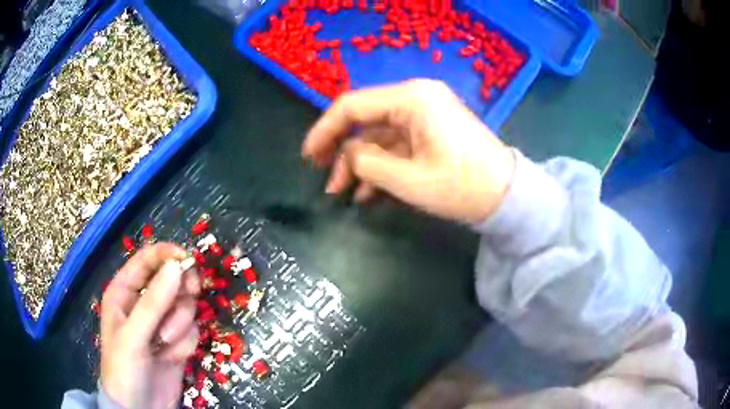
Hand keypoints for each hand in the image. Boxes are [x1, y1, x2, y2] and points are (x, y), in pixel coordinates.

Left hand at [101, 243, 199, 408]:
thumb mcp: (133, 336)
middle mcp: (143, 303)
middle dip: (180, 293)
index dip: (167, 255)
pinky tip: (171, 358)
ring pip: (184, 306)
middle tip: (189, 296)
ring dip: (179, 326)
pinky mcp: (177, 342)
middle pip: (172, 280)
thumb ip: (153, 303)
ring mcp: (162, 323)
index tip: (189, 260)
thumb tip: (177, 266)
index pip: (147, 260)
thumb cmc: (124, 369)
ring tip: (164, 345)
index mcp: (124, 292)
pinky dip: (185, 344)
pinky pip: (192, 331)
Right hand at [302, 79, 514, 223]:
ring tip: (343, 193)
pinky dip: (381, 165)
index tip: (308, 157)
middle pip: (364, 120)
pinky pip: (396, 144)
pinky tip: (367, 191)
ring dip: (360, 163)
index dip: (324, 130)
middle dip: (342, 151)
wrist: (508, 197)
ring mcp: (425, 114)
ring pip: (378, 135)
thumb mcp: (408, 180)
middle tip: (325, 179)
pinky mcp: (431, 130)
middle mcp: (416, 98)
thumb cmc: (461, 187)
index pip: (352, 106)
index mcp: (411, 99)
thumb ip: (367, 163)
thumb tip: (348, 158)